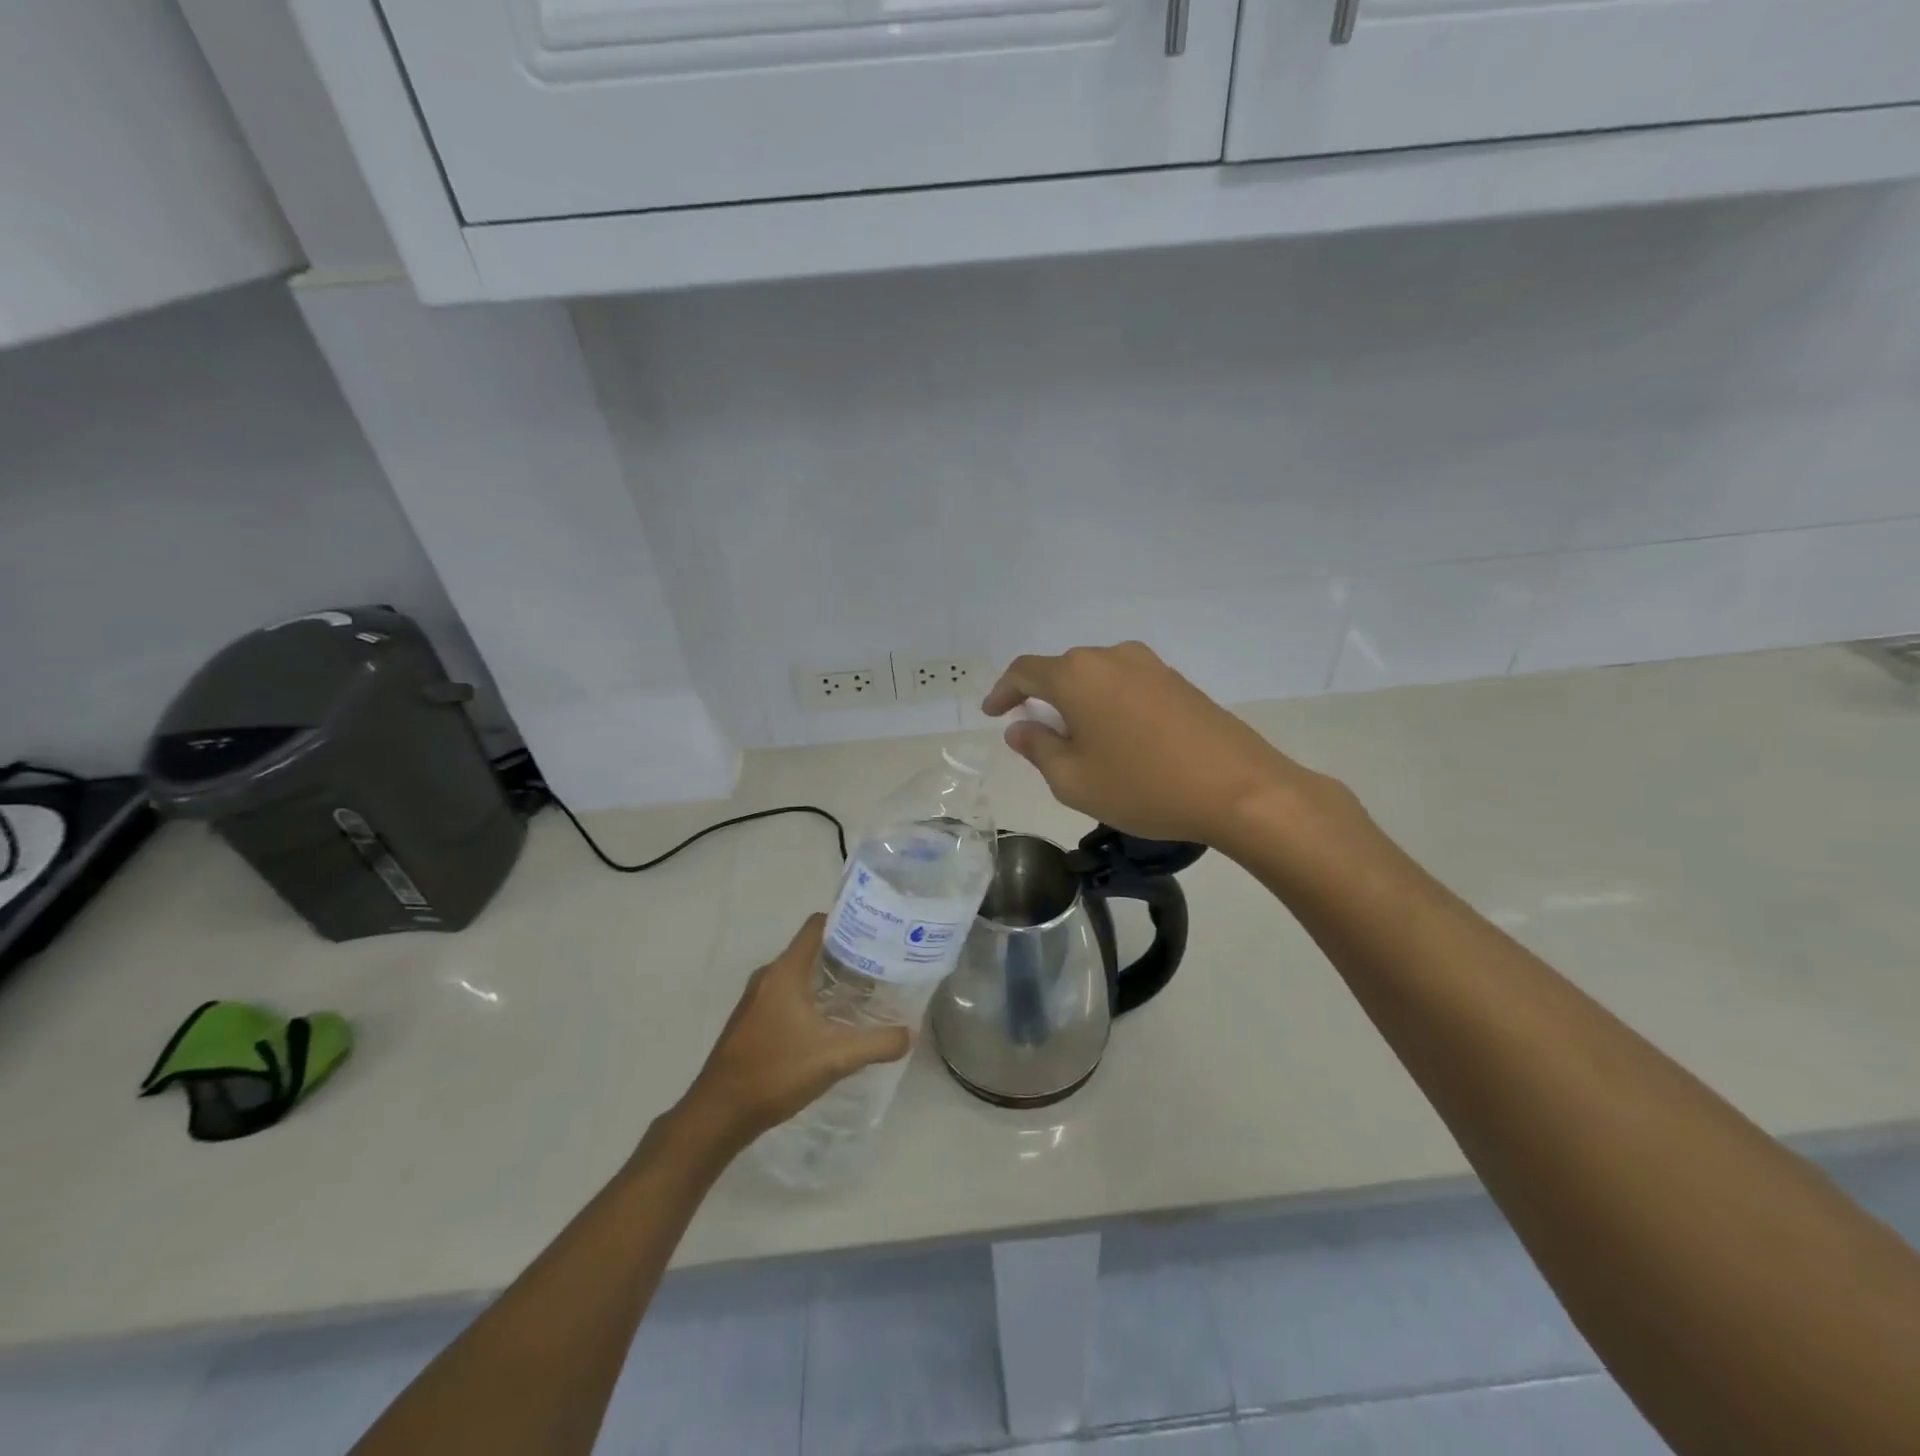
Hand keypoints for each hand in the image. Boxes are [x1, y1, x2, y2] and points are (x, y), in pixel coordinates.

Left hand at [678, 915, 910, 1153]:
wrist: (718, 1114)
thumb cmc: (776, 1072)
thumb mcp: (835, 1058)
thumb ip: (877, 1043)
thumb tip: (910, 1033)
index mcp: (786, 972)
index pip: (817, 925)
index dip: (846, 921)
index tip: (876, 931)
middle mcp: (769, 976)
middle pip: (810, 949)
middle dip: (844, 953)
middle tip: (878, 964)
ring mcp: (756, 998)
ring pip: (798, 974)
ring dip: (827, 978)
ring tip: (862, 991)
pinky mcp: (752, 1020)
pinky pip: (787, 994)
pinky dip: (810, 997)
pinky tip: (831, 1021)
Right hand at [982, 641, 1329, 848]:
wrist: (1239, 788)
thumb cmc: (1143, 786)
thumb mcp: (1074, 780)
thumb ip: (1038, 748)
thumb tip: (1020, 727)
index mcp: (1077, 675)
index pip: (1025, 671)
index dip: (1002, 691)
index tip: (993, 713)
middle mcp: (1111, 657)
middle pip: (1062, 671)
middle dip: (1042, 699)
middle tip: (1036, 735)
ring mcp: (1149, 665)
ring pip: (1096, 677)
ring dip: (1078, 702)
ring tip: (1078, 740)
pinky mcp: (1178, 681)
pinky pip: (1126, 685)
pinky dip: (1109, 704)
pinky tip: (1119, 738)